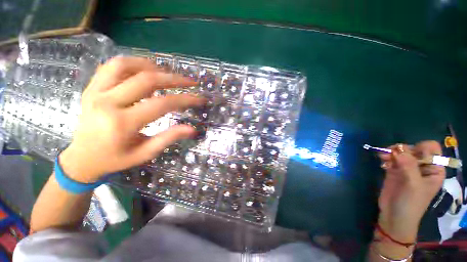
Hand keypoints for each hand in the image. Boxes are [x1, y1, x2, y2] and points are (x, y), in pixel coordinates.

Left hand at [59, 57, 205, 181]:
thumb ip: (169, 138)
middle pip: (146, 80)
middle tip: (190, 82)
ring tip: (168, 74)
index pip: (162, 104)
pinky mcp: (91, 88)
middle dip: (174, 79)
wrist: (81, 158)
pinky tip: (145, 70)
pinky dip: (133, 63)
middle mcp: (107, 103)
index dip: (185, 99)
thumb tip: (192, 129)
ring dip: (152, 66)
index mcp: (122, 124)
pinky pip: (112, 66)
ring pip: (126, 65)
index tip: (199, 98)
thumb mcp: (145, 153)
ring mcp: (96, 92)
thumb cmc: (115, 159)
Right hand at [377, 141, 445, 241]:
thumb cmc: (410, 203)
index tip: (409, 155)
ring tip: (383, 157)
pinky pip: (392, 158)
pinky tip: (381, 161)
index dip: (420, 148)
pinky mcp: (395, 171)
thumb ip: (409, 165)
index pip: (431, 149)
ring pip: (401, 152)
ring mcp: (408, 169)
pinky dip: (386, 157)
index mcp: (434, 169)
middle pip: (414, 149)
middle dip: (402, 150)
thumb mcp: (413, 185)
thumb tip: (398, 148)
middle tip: (391, 154)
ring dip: (392, 152)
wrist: (394, 216)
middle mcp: (422, 167)